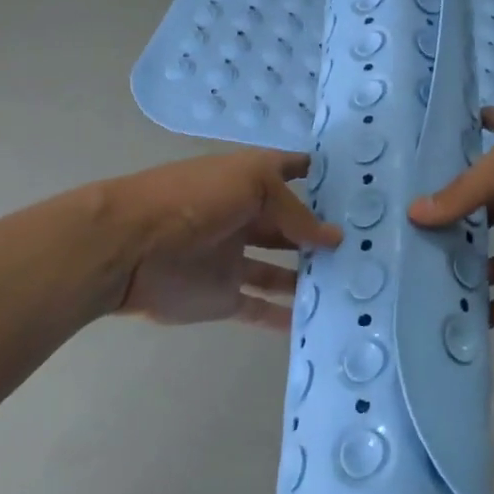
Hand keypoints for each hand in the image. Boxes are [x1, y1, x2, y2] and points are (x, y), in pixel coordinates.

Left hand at [115, 150, 341, 327]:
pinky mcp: (223, 297)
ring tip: (350, 285)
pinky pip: (260, 308)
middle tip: (368, 247)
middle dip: (322, 234)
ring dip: (310, 276)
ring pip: (280, 270)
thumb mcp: (252, 185)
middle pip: (290, 227)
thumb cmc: (193, 200)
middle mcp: (245, 217)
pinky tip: (317, 322)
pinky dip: (285, 317)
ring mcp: (234, 259)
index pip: (290, 170)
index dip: (319, 174)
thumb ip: (294, 212)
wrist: (126, 247)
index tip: (357, 185)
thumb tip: (333, 238)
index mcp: (249, 180)